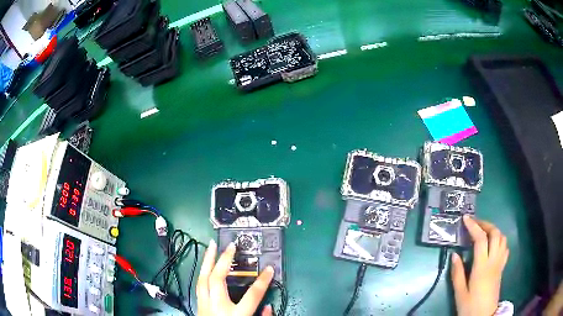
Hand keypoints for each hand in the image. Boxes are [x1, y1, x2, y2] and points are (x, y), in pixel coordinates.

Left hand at [196, 239, 273, 315]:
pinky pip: (198, 285)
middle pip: (217, 279)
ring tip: (211, 246)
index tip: (269, 269)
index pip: (252, 294)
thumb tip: (269, 307)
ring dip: (207, 261)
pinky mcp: (198, 306)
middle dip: (223, 260)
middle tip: (231, 245)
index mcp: (235, 314)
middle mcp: (217, 306)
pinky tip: (204, 266)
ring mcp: (204, 305)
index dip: (262, 280)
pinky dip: (201, 273)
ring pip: (202, 279)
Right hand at [451, 215, 509, 315]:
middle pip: (495, 233)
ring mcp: (500, 263)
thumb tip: (454, 255)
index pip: (480, 239)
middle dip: (485, 224)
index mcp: (482, 266)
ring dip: (493, 230)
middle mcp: (493, 260)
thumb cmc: (470, 306)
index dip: (473, 226)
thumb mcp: (460, 294)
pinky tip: (493, 244)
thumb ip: (457, 274)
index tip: (465, 219)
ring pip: (502, 238)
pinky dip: (499, 240)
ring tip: (483, 232)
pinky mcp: (502, 268)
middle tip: (475, 224)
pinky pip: (505, 247)